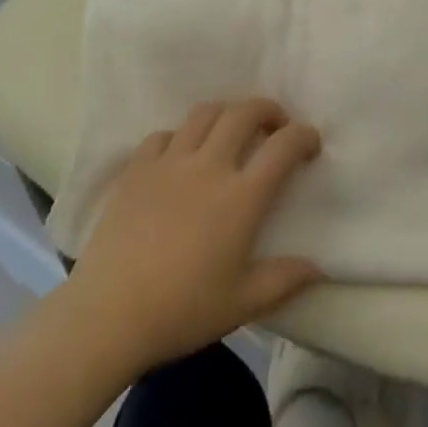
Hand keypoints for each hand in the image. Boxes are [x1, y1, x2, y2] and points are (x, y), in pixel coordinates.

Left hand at [63, 98, 323, 373]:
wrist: (108, 316)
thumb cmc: (182, 311)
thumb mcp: (242, 303)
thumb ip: (284, 281)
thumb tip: (319, 268)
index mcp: (241, 197)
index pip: (283, 146)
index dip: (304, 136)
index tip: (310, 143)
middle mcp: (209, 166)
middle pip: (245, 112)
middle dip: (268, 110)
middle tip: (275, 126)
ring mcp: (170, 162)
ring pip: (205, 113)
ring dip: (226, 114)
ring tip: (231, 132)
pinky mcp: (137, 169)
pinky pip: (164, 135)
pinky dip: (180, 137)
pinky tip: (181, 157)